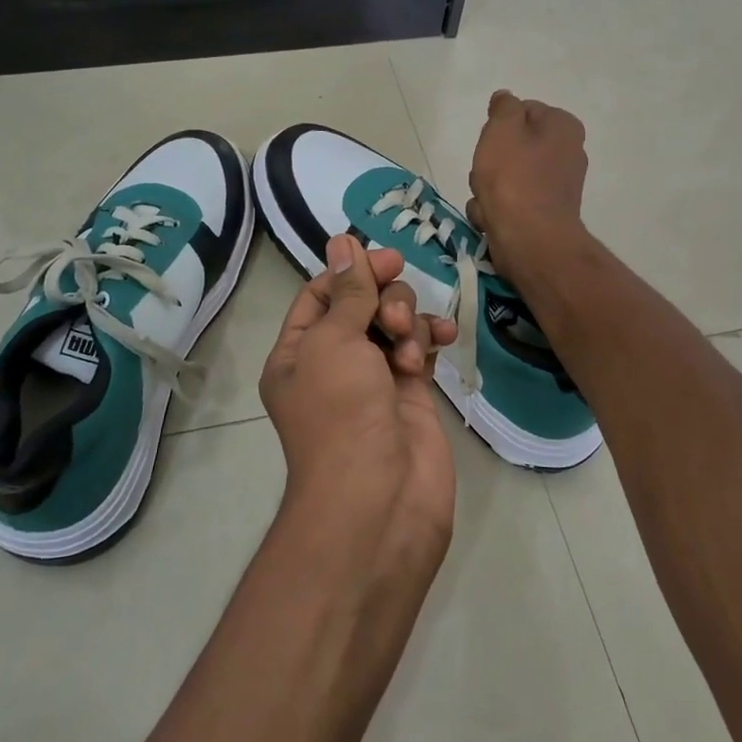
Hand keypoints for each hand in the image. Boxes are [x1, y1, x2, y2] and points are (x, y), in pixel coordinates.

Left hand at [259, 236, 458, 565]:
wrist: (379, 500)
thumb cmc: (341, 413)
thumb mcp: (334, 342)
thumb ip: (348, 292)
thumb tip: (343, 241)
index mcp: (297, 353)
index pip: (321, 295)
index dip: (352, 272)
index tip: (388, 260)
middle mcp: (333, 364)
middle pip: (362, 305)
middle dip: (384, 301)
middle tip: (396, 316)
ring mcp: (373, 380)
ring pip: (394, 325)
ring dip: (408, 323)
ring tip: (411, 348)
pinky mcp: (410, 395)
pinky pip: (420, 350)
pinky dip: (431, 340)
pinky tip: (444, 339)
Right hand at [466, 89, 588, 284]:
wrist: (530, 241)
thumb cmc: (514, 179)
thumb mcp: (502, 129)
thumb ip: (503, 107)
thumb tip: (506, 99)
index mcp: (563, 127)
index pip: (523, 111)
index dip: (498, 126)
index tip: (489, 143)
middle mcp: (567, 153)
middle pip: (513, 147)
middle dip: (491, 161)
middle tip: (485, 173)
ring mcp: (556, 187)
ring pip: (507, 177)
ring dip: (488, 188)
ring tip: (487, 201)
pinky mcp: (544, 214)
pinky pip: (511, 203)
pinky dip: (497, 210)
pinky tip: (492, 219)